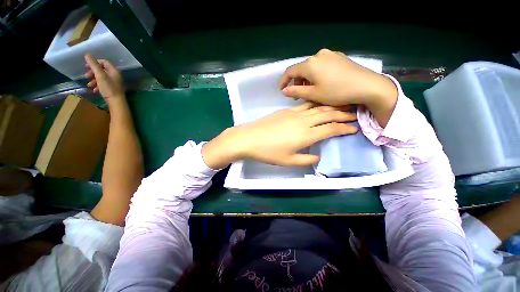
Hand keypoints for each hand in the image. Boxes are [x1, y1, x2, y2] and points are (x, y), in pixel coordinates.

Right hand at [84, 54, 124, 101]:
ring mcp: (114, 82)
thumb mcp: (100, 75)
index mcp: (114, 71)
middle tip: (86, 76)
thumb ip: (94, 65)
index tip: (86, 66)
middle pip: (102, 70)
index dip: (95, 63)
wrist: (116, 102)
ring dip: (94, 80)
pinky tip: (94, 90)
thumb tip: (87, 54)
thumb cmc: (109, 88)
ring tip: (89, 85)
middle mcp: (115, 76)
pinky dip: (98, 86)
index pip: (104, 62)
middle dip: (93, 73)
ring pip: (101, 78)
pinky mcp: (112, 89)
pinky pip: (103, 84)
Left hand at [202, 103, 357, 168]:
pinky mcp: (286, 110)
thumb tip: (317, 156)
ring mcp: (294, 113)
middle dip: (342, 114)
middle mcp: (303, 121)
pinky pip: (305, 105)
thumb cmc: (268, 152)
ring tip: (341, 105)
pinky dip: (316, 103)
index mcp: (306, 135)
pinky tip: (319, 104)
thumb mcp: (288, 161)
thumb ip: (306, 159)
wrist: (249, 138)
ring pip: (317, 107)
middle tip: (354, 114)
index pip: (331, 129)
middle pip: (327, 114)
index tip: (354, 128)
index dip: (344, 128)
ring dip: (331, 106)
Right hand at [279, 49, 397, 125]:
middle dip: (297, 82)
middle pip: (301, 69)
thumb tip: (284, 91)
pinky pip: (321, 65)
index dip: (283, 81)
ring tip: (310, 91)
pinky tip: (321, 84)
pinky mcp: (338, 57)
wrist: (367, 86)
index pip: (290, 71)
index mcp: (310, 64)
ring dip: (306, 79)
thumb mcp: (313, 94)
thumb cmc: (337, 92)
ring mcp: (330, 54)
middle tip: (298, 95)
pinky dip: (316, 75)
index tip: (281, 90)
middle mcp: (318, 55)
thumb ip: (296, 92)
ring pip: (311, 68)